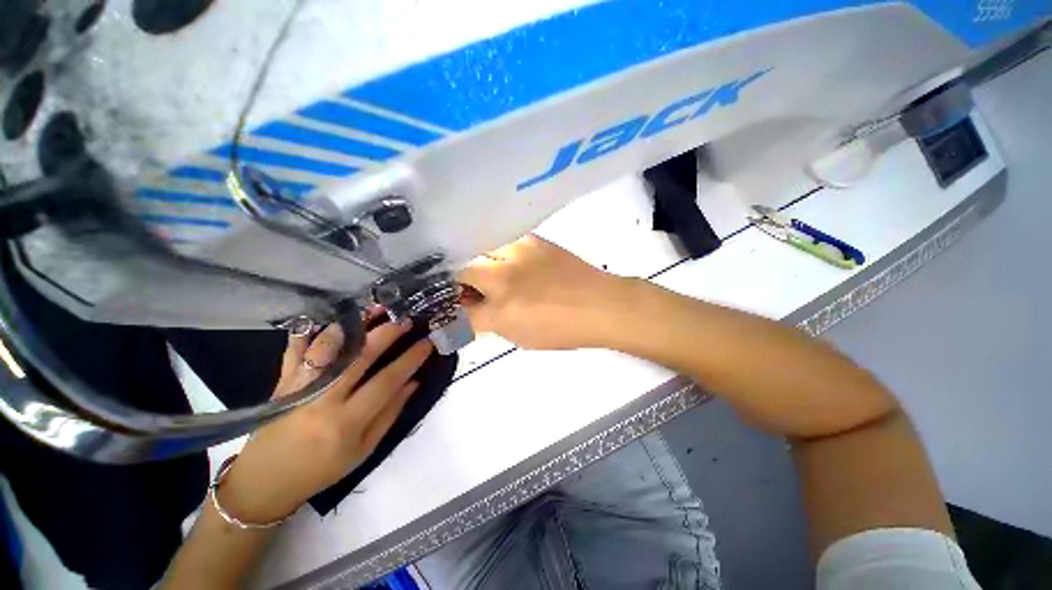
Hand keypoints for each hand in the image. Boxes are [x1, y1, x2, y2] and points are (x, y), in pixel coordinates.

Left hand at [217, 319, 431, 522]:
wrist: (264, 482)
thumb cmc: (321, 470)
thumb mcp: (363, 451)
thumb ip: (390, 414)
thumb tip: (413, 382)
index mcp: (346, 422)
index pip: (386, 381)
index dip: (410, 359)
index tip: (427, 343)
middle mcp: (322, 400)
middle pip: (358, 357)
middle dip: (386, 333)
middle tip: (404, 320)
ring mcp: (298, 388)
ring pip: (326, 347)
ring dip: (353, 325)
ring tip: (372, 311)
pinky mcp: (282, 382)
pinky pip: (295, 349)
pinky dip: (310, 330)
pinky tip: (328, 317)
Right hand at [458, 235, 635, 349]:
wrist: (601, 304)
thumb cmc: (565, 330)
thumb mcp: (523, 339)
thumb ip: (494, 324)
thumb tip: (475, 313)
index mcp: (501, 312)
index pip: (460, 314)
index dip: (452, 316)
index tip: (453, 313)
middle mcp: (503, 280)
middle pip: (461, 272)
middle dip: (458, 283)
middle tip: (469, 290)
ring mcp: (517, 255)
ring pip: (479, 251)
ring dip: (477, 264)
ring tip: (487, 272)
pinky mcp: (532, 240)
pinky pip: (503, 240)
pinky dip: (498, 251)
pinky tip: (506, 259)